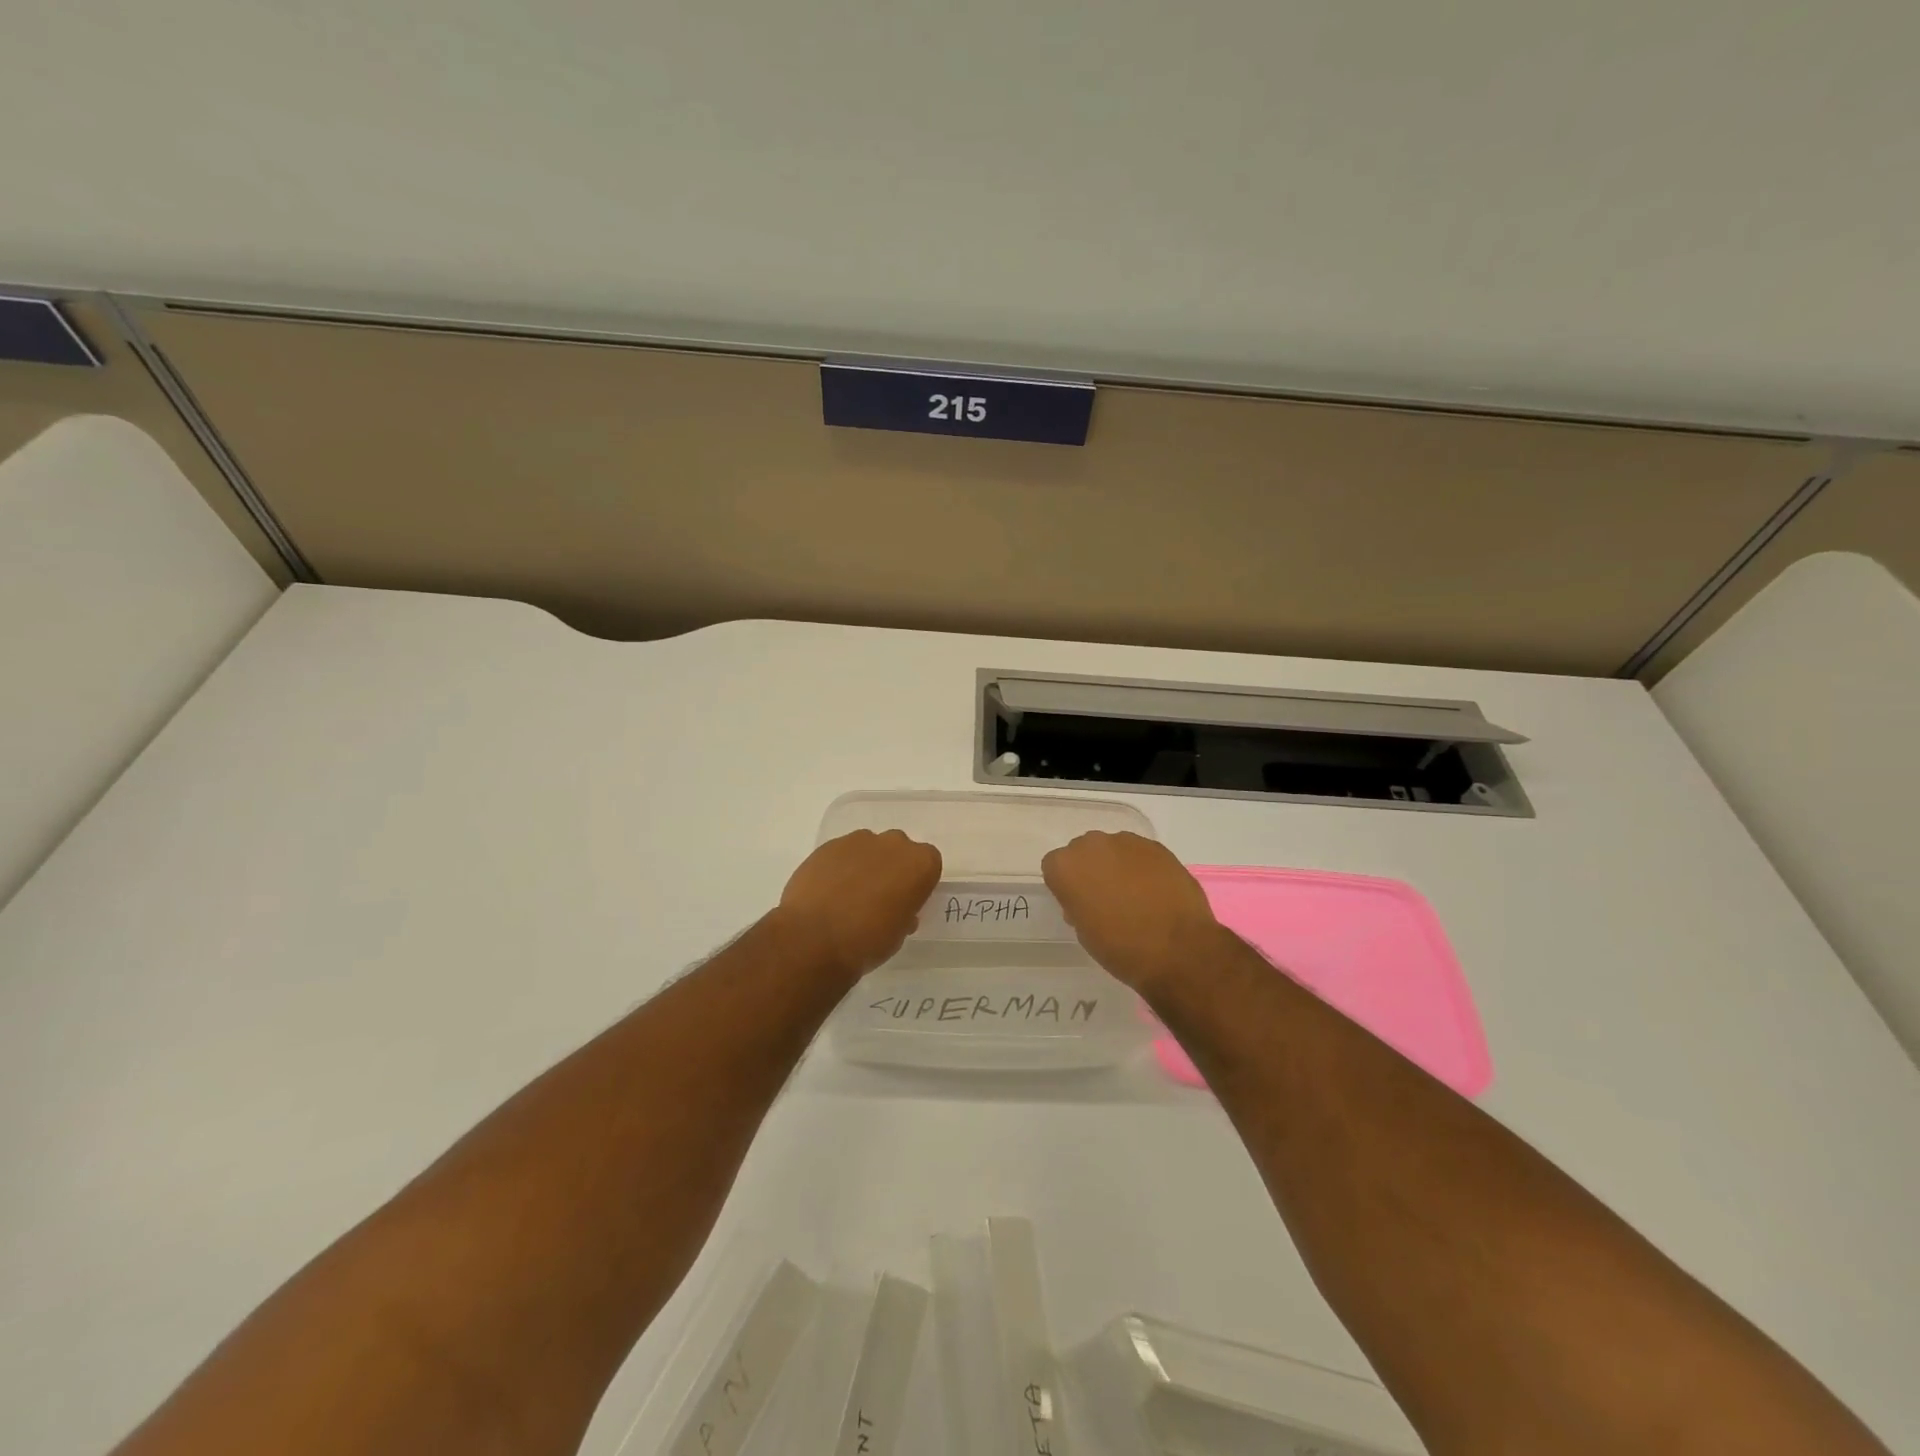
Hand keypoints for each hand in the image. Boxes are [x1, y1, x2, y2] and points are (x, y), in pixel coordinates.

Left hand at [777, 830, 942, 981]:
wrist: (814, 938)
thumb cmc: (868, 941)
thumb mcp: (899, 934)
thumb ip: (904, 912)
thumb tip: (895, 908)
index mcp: (920, 864)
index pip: (929, 863)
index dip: (918, 882)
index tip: (907, 901)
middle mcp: (893, 844)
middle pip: (899, 850)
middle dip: (892, 868)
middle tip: (879, 897)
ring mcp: (858, 841)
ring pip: (869, 848)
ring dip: (865, 865)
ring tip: (848, 896)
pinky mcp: (828, 845)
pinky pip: (842, 853)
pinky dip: (839, 868)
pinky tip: (828, 892)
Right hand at [1041, 831, 1221, 992]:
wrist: (1178, 950)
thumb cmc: (1121, 948)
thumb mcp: (1085, 932)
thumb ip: (1078, 905)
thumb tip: (1089, 898)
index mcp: (1066, 866)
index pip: (1055, 867)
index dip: (1067, 887)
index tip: (1079, 905)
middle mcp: (1092, 845)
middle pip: (1083, 852)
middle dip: (1091, 870)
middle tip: (1105, 898)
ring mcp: (1127, 842)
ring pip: (1113, 849)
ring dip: (1117, 866)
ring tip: (1135, 895)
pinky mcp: (1157, 847)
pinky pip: (1140, 854)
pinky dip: (1143, 868)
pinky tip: (1155, 892)